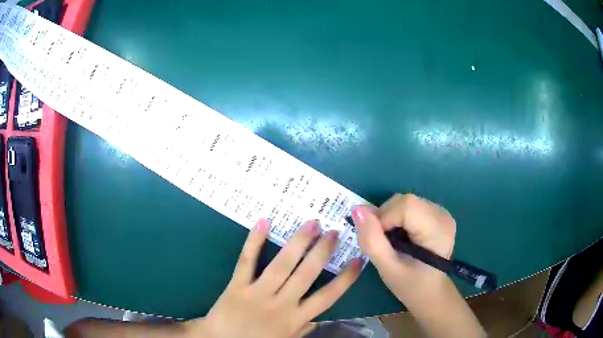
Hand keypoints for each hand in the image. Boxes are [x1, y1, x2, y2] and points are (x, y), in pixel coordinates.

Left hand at [186, 219, 362, 337]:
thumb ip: (303, 329)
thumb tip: (320, 318)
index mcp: (295, 319)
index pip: (327, 297)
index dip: (345, 278)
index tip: (358, 260)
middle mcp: (280, 304)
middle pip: (306, 274)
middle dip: (322, 252)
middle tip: (334, 231)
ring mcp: (257, 293)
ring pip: (281, 264)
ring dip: (298, 242)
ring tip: (312, 223)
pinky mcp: (236, 285)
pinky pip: (246, 262)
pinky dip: (254, 241)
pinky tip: (264, 222)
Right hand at [352, 194, 484, 337]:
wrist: (430, 292)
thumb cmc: (410, 285)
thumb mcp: (387, 268)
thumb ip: (372, 240)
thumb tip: (357, 209)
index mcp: (437, 229)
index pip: (406, 206)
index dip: (384, 218)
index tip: (377, 240)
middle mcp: (442, 214)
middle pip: (405, 201)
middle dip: (385, 217)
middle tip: (381, 242)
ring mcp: (441, 212)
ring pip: (405, 201)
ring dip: (390, 217)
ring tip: (390, 240)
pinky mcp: (436, 213)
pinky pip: (410, 206)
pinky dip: (397, 217)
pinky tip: (400, 235)